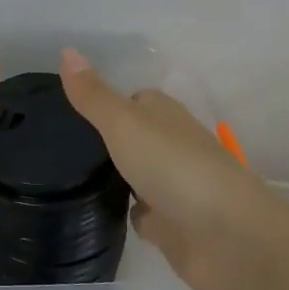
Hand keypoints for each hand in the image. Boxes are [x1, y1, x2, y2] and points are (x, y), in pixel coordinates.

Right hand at [60, 48, 288, 289]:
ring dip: (117, 178)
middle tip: (61, 146)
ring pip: (137, 175)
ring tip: (68, 176)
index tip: (70, 111)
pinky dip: (129, 215)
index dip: (106, 103)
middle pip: (134, 138)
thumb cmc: (174, 167)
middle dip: (107, 141)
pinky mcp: (174, 226)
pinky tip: (100, 214)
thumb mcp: (123, 123)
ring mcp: (174, 188)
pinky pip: (144, 215)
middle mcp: (171, 146)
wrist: (227, 238)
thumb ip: (93, 95)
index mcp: (164, 115)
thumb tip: (66, 51)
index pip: (132, 100)